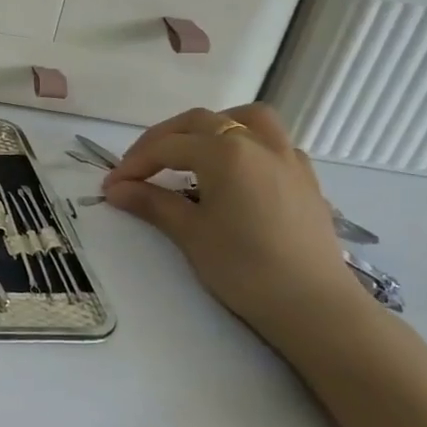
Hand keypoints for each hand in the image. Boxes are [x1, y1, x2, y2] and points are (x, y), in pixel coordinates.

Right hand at [102, 103, 369, 351]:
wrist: (315, 307)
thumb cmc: (245, 269)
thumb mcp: (190, 234)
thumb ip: (152, 203)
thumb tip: (116, 189)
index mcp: (224, 152)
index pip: (167, 148)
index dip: (134, 164)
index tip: (111, 185)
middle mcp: (257, 143)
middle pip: (199, 122)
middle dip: (163, 139)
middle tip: (139, 167)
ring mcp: (287, 157)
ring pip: (246, 119)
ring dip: (212, 126)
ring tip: (192, 149)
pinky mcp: (306, 178)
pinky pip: (273, 142)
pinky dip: (247, 144)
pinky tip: (236, 171)